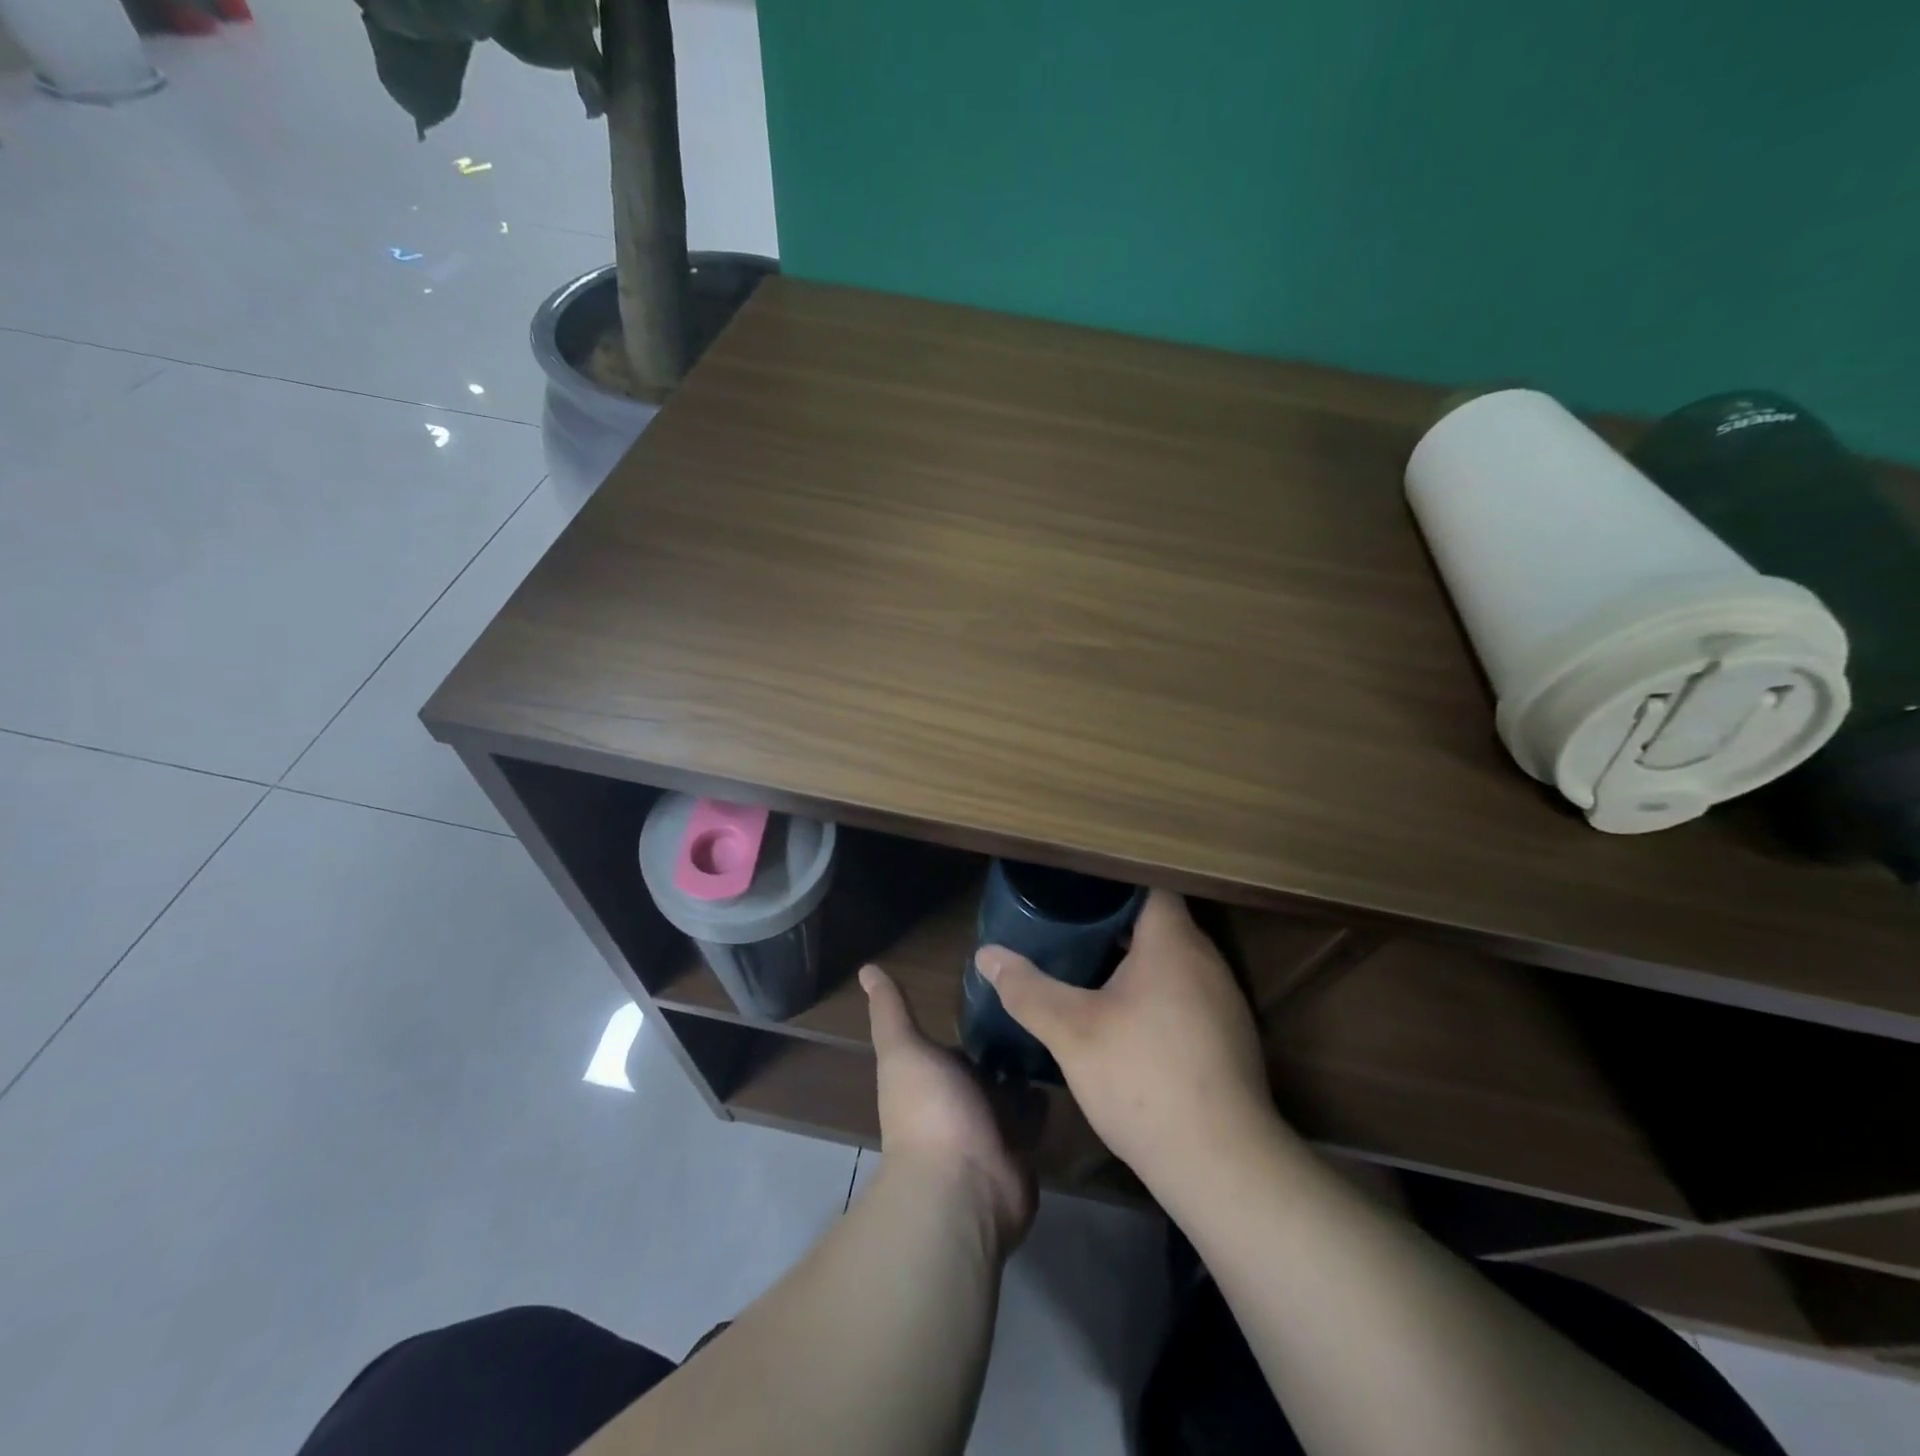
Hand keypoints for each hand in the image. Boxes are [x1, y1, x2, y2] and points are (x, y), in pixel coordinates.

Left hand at [861, 965, 1034, 1246]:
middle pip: (989, 1066)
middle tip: (1042, 999)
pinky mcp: (1023, 1147)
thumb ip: (890, 1012)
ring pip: (1014, 1088)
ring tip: (1060, 1025)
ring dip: (1030, 1067)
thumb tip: (866, 968)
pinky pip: (1037, 1115)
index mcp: (935, 1076)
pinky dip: (1047, 1096)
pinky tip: (1069, 1064)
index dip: (976, 1019)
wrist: (962, 1185)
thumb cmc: (930, 1110)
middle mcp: (962, 1101)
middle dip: (1008, 1042)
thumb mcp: (904, 1050)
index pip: (959, 1043)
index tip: (1003, 984)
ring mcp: (993, 1127)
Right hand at [974, 891, 1271, 1187]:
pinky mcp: (1231, 1039)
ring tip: (1092, 971)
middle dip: (1117, 926)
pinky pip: (1189, 997)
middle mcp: (1207, 961)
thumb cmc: (1142, 1078)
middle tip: (1071, 931)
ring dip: (1139, 964)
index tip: (1075, 894)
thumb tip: (986, 955)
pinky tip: (1129, 1024)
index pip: (1149, 888)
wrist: (1221, 1164)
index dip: (1112, 885)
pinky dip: (1159, 997)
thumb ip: (1027, 989)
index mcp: (1173, 942)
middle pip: (1161, 925)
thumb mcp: (1071, 1031)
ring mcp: (1225, 1002)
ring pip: (1176, 964)